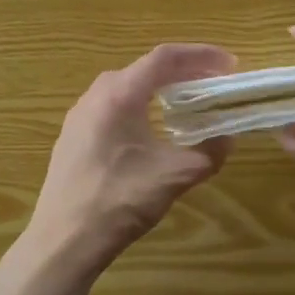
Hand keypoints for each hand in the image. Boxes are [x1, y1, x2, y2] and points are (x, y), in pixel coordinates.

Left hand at [26, 43, 236, 274]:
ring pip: (125, 88)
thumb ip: (209, 152)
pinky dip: (139, 106)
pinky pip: (111, 107)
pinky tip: (150, 131)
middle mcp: (95, 96)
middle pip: (144, 69)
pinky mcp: (73, 137)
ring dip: (158, 90)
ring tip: (186, 104)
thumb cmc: (120, 200)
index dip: (201, 55)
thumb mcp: (175, 176)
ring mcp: (79, 116)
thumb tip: (228, 138)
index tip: (229, 64)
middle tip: (211, 83)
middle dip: (182, 72)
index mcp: (119, 94)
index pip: (165, 58)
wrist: (64, 240)